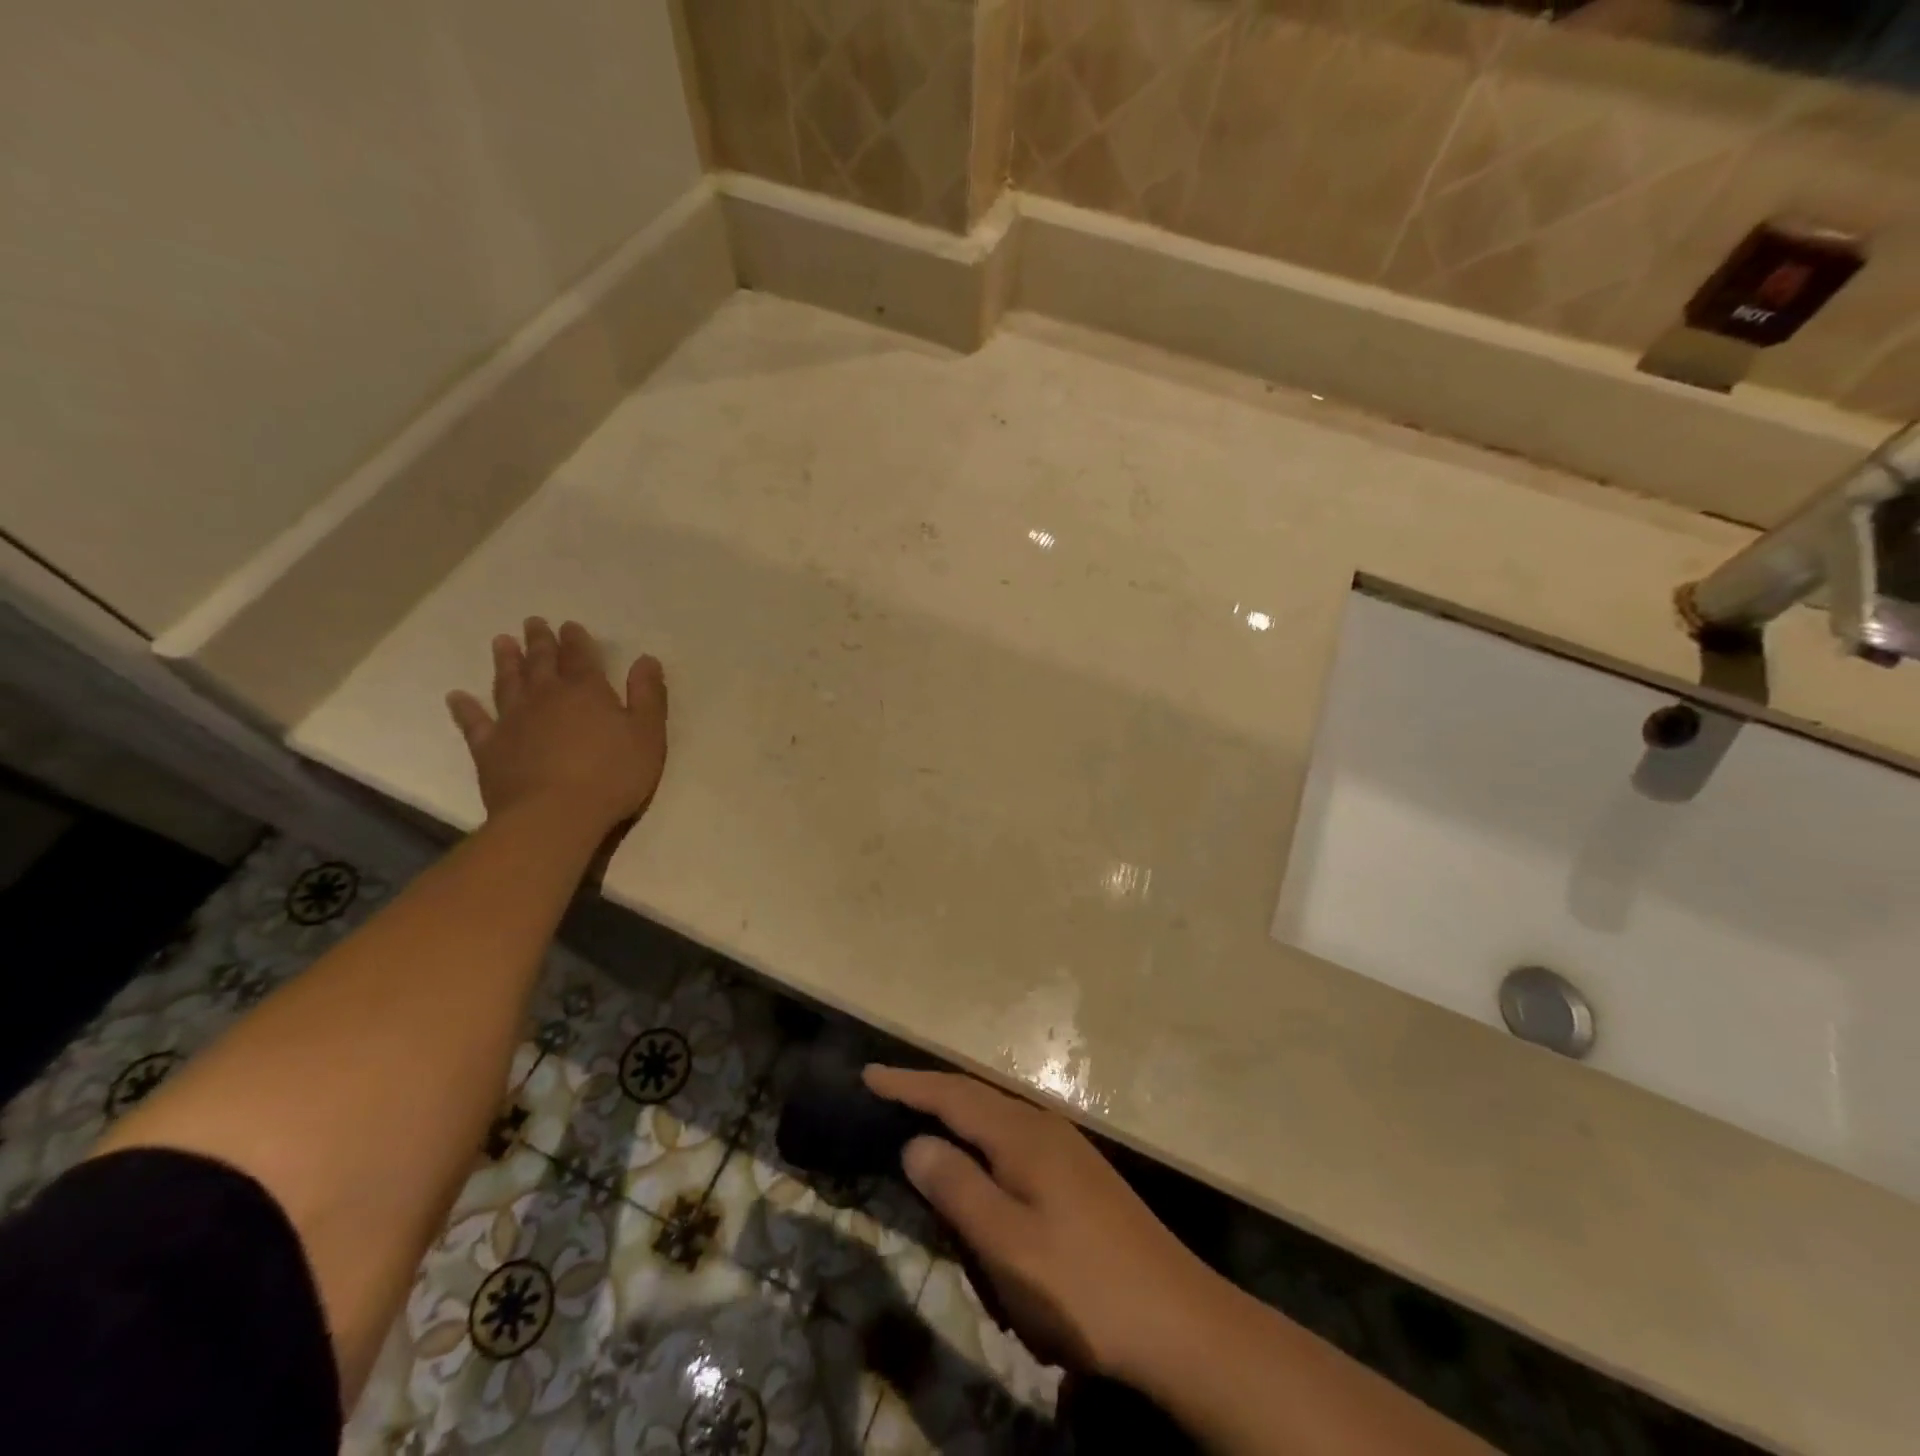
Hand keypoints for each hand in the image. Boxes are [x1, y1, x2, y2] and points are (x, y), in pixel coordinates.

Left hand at [446, 618, 666, 833]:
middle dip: (540, 642)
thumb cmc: (612, 776)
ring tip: (501, 642)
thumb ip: (648, 696)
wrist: (554, 816)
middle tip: (533, 623)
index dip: (577, 640)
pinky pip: (474, 723)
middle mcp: (546, 697)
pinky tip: (457, 697)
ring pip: (507, 683)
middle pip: (541, 663)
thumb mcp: (648, 735)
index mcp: (587, 692)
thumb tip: (646, 659)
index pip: (581, 657)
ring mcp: (513, 721)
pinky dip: (465, 708)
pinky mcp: (489, 748)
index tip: (570, 626)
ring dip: (505, 662)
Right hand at [864, 1065, 1213, 1382]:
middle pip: (975, 1096)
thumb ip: (958, 1188)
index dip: (908, 1084)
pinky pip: (1014, 1140)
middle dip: (930, 1092)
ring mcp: (1067, 1149)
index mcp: (1023, 1135)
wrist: (1180, 1322)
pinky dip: (983, 1140)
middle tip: (886, 1093)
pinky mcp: (1079, 1176)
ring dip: (958, 1113)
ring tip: (923, 1119)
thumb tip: (915, 1141)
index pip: (953, 1094)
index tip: (868, 1075)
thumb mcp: (1008, 1246)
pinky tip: (981, 1164)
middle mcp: (1044, 1127)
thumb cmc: (1084, 1287)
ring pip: (997, 1117)